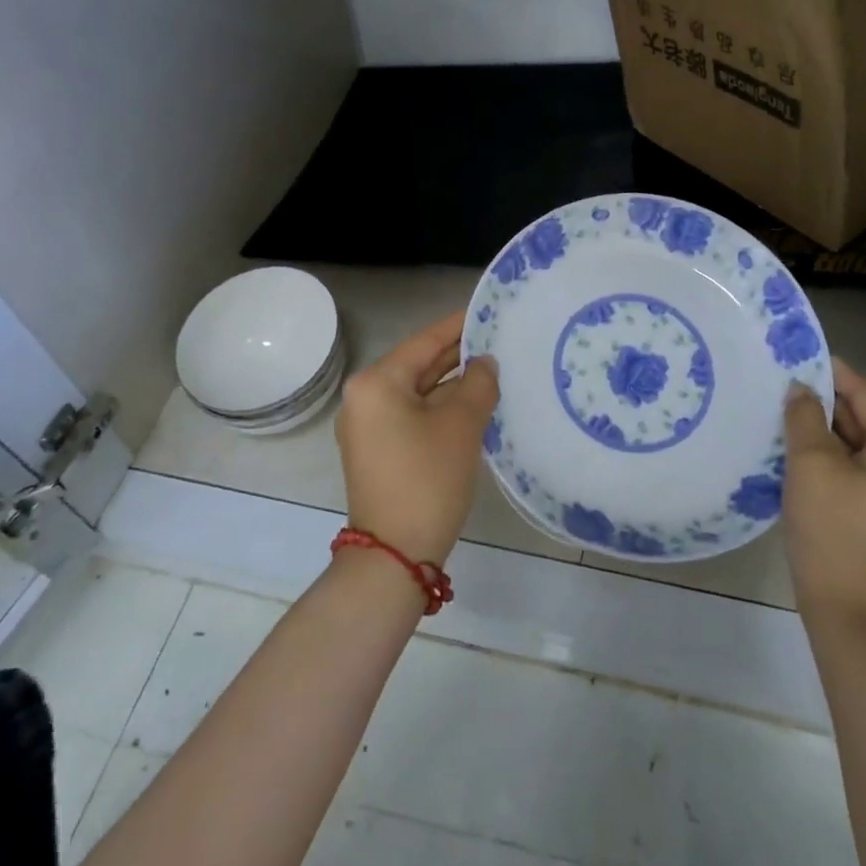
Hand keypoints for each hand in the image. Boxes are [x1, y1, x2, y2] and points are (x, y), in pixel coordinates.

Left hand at [335, 309, 498, 565]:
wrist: (396, 555)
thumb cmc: (427, 479)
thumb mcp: (461, 424)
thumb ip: (478, 383)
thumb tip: (485, 363)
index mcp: (377, 382)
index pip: (425, 341)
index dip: (459, 325)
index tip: (489, 310)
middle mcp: (365, 398)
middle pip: (420, 365)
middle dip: (459, 356)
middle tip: (500, 340)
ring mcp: (369, 427)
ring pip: (419, 392)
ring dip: (454, 385)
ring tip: (496, 370)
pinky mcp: (378, 451)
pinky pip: (414, 415)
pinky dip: (441, 408)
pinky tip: (475, 404)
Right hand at [782, 359, 865, 639]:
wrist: (847, 612)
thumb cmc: (832, 532)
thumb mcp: (811, 465)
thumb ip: (806, 417)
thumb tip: (801, 389)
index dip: (833, 372)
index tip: (798, 354)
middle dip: (826, 401)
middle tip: (783, 384)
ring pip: (860, 444)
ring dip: (825, 429)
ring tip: (784, 411)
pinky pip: (859, 468)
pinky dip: (832, 455)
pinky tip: (798, 448)